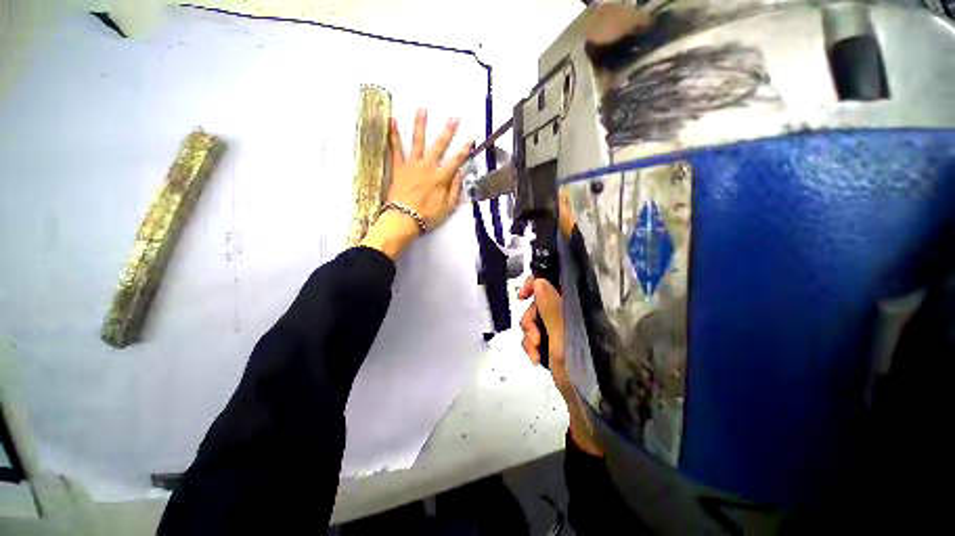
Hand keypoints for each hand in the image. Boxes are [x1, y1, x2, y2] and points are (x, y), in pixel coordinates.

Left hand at [361, 109, 472, 258]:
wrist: (404, 219)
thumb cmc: (427, 216)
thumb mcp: (448, 207)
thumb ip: (455, 189)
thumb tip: (461, 174)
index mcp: (441, 178)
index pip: (456, 161)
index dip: (465, 150)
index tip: (471, 139)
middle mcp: (428, 167)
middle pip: (440, 146)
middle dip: (448, 131)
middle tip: (453, 118)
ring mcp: (412, 165)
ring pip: (417, 141)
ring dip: (421, 124)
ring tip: (422, 109)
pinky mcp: (399, 168)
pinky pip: (395, 149)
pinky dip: (393, 135)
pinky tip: (392, 120)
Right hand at [519, 275, 603, 455]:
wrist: (584, 409)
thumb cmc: (579, 372)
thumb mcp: (562, 339)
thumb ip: (551, 309)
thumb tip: (540, 281)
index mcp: (577, 308)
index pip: (556, 282)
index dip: (537, 283)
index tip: (523, 295)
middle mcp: (569, 314)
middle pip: (540, 301)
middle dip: (530, 318)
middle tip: (533, 337)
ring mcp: (560, 328)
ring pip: (534, 319)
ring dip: (529, 335)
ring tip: (534, 353)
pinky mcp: (554, 341)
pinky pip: (534, 334)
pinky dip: (530, 345)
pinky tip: (534, 358)